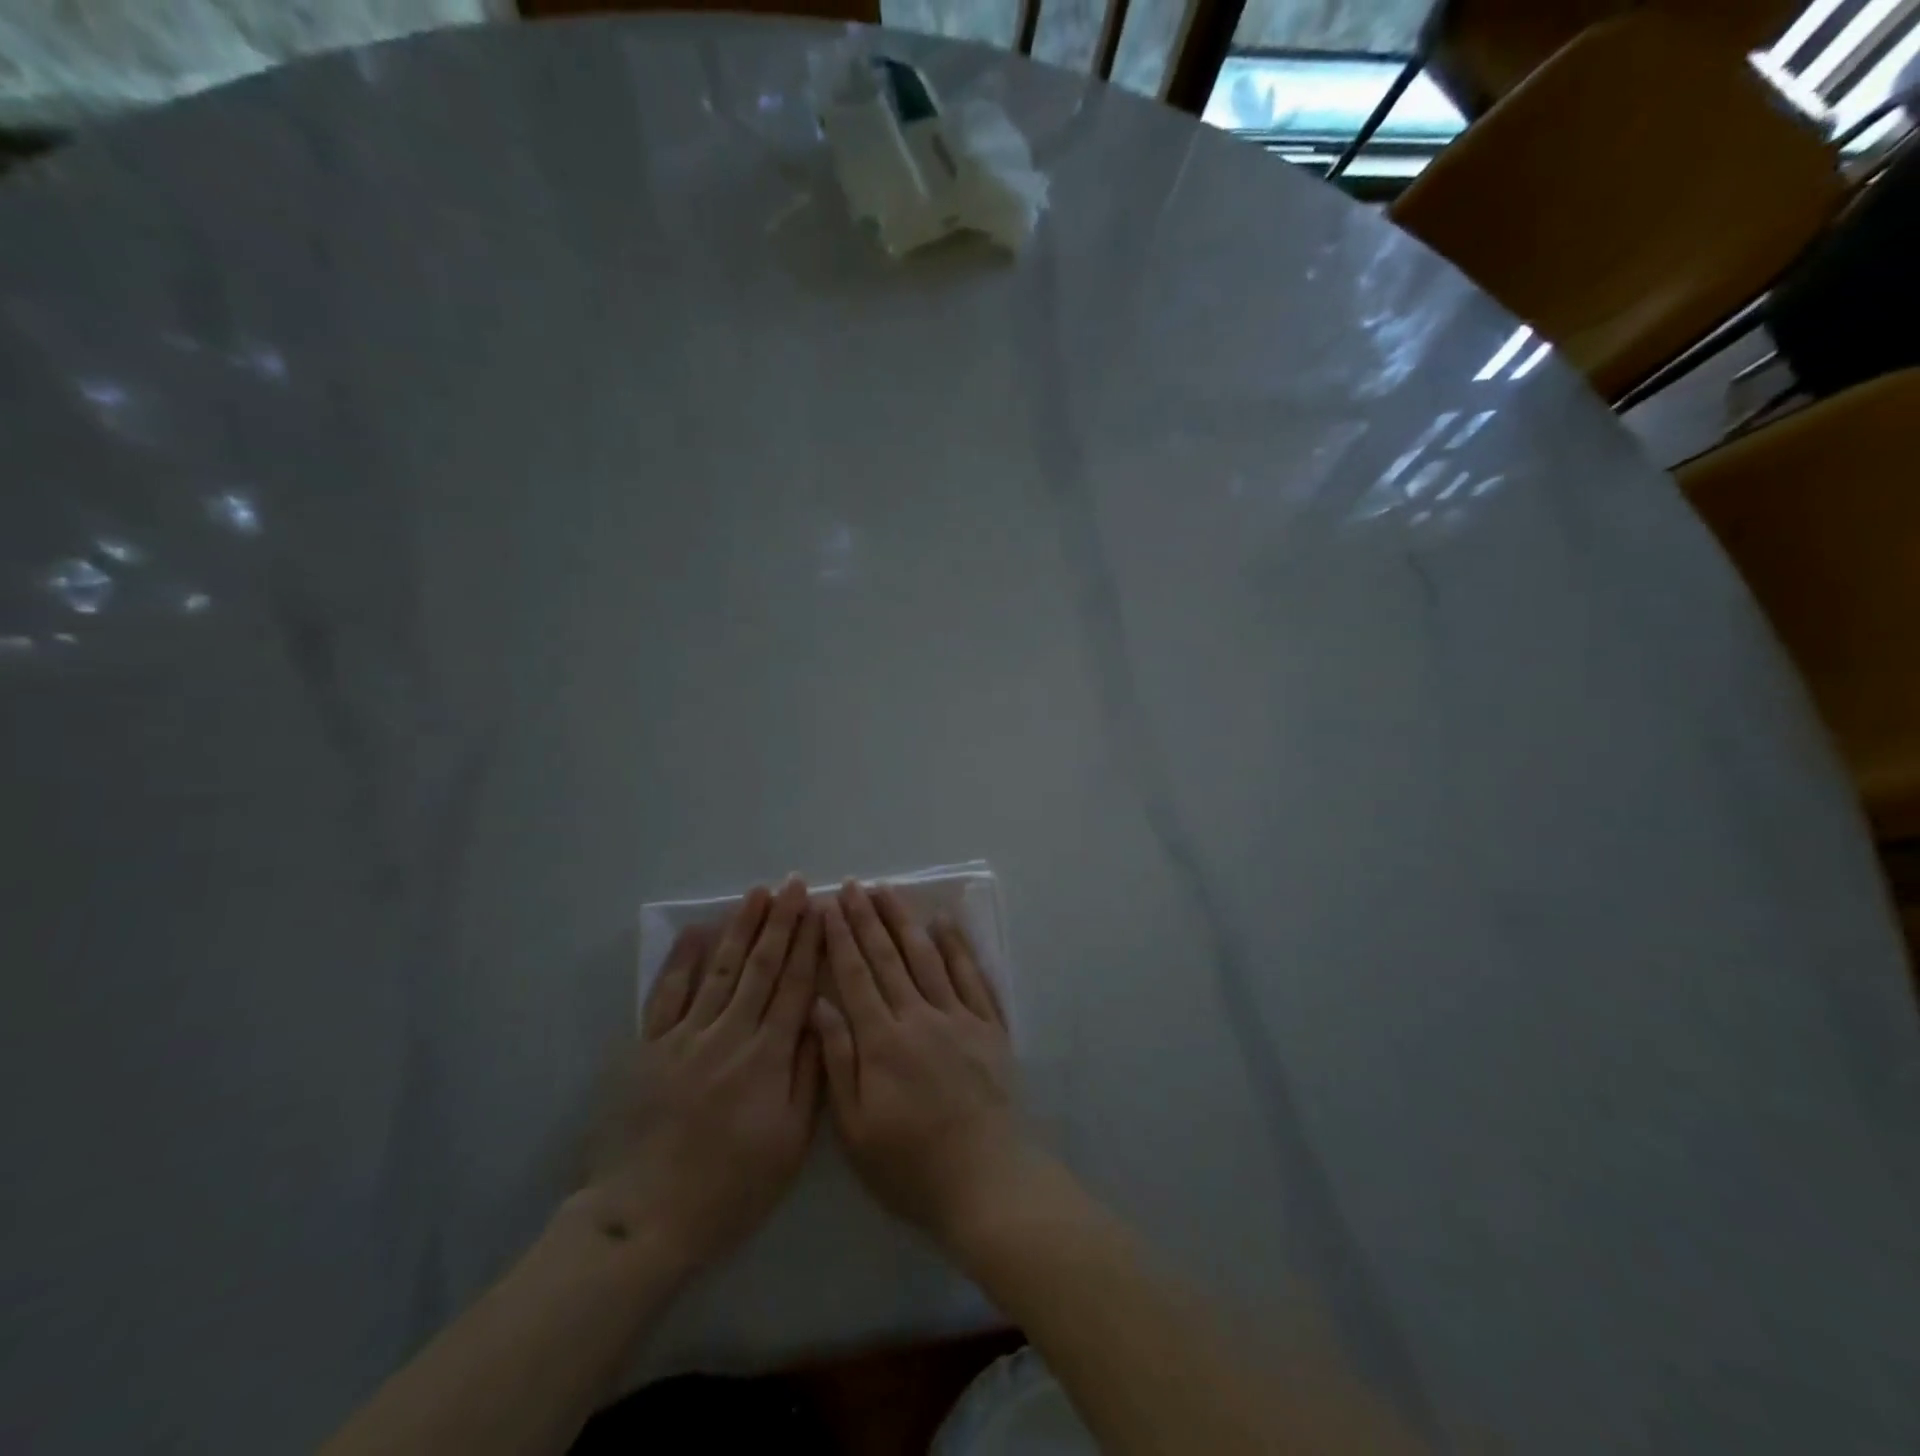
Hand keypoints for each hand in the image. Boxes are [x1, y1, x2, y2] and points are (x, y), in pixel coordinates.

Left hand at [581, 876, 822, 1278]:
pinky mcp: (648, 1048)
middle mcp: (729, 1034)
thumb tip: (821, 1017)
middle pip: (761, 967)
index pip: (796, 986)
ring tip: (757, 893)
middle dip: (781, 921)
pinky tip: (697, 931)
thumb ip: (808, 1075)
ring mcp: (685, 1037)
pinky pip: (667, 994)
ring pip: (719, 969)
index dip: (811, 945)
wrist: (644, 1220)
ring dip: (740, 928)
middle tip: (794, 883)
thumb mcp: (788, 1144)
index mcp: (767, 1057)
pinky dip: (682, 960)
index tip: (822, 910)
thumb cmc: (729, 1189)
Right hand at [813, 881, 1040, 1250]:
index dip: (840, 938)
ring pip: (928, 956)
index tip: (829, 906)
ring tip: (888, 891)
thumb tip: (819, 1005)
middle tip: (853, 885)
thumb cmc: (911, 1165)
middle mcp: (920, 1016)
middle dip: (868, 918)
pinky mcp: (989, 1026)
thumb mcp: (857, 1128)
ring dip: (906, 921)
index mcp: (883, 1041)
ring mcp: (959, 1017)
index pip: (856, 976)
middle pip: (889, 957)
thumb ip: (838, 1062)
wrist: (986, 1181)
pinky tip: (945, 923)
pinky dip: (958, 946)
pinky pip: (972, 975)